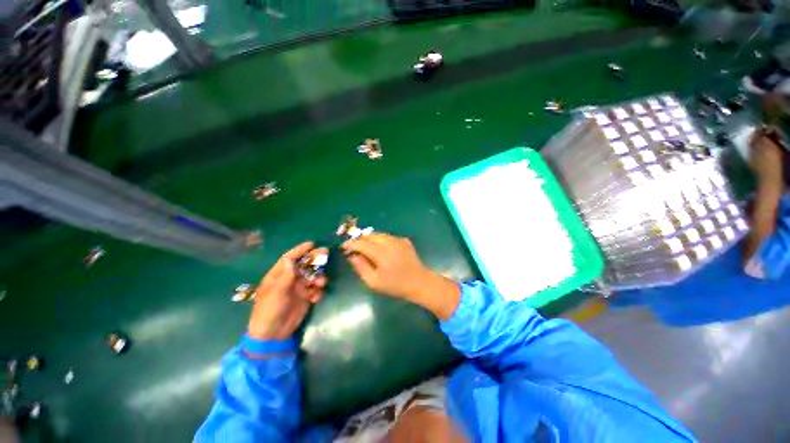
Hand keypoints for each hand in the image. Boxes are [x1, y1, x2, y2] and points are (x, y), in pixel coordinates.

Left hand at [248, 242, 326, 340]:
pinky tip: (316, 298)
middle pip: (303, 265)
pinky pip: (316, 290)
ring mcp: (298, 288)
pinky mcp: (306, 297)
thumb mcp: (275, 293)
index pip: (289, 258)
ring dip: (318, 278)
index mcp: (278, 276)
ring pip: (312, 276)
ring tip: (321, 283)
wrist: (273, 335)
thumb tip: (291, 260)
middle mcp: (289, 279)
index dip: (300, 250)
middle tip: (326, 253)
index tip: (311, 244)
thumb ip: (285, 277)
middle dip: (314, 259)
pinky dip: (318, 291)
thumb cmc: (269, 311)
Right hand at [342, 234, 460, 319]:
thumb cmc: (395, 285)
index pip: (361, 243)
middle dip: (360, 240)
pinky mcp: (404, 240)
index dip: (351, 243)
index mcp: (381, 253)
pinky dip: (381, 241)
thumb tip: (352, 255)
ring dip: (370, 239)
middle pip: (370, 236)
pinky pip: (388, 237)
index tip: (344, 246)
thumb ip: (361, 267)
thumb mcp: (374, 281)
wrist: (419, 282)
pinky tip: (382, 250)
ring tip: (366, 248)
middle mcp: (389, 242)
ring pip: (379, 235)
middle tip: (355, 248)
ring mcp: (398, 239)